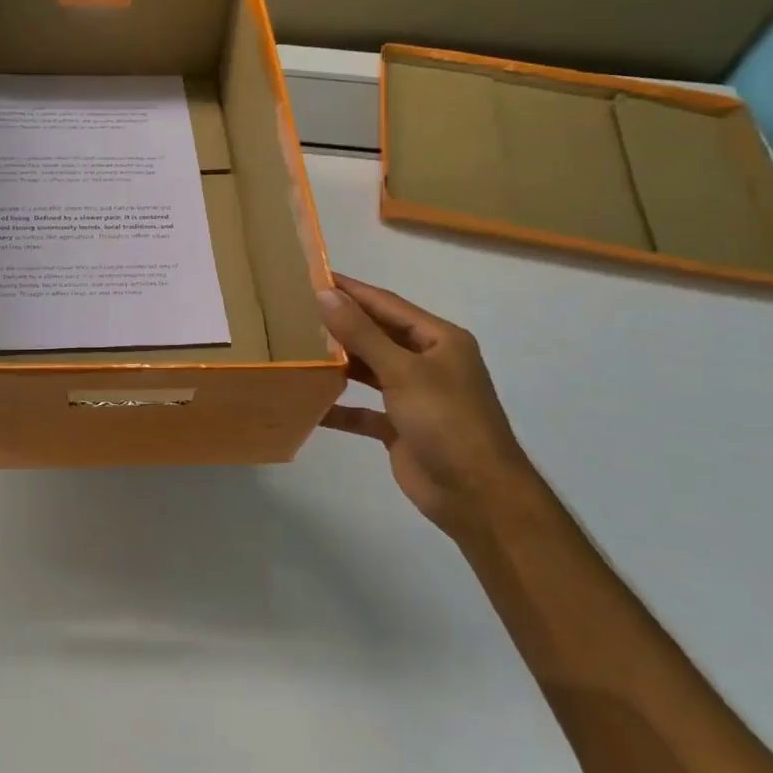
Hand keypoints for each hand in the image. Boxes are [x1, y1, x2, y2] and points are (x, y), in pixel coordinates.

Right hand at [317, 273, 538, 534]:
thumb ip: (361, 333)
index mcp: (439, 340)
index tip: (312, 276)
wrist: (477, 495)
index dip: (351, 291)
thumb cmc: (446, 421)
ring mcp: (414, 396)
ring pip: (369, 370)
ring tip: (296, 349)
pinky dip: (340, 407)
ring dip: (338, 363)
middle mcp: (428, 362)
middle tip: (295, 311)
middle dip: (341, 325)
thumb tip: (325, 294)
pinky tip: (309, 402)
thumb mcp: (403, 371)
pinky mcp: (400, 427)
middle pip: (377, 335)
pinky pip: (364, 410)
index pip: (387, 305)